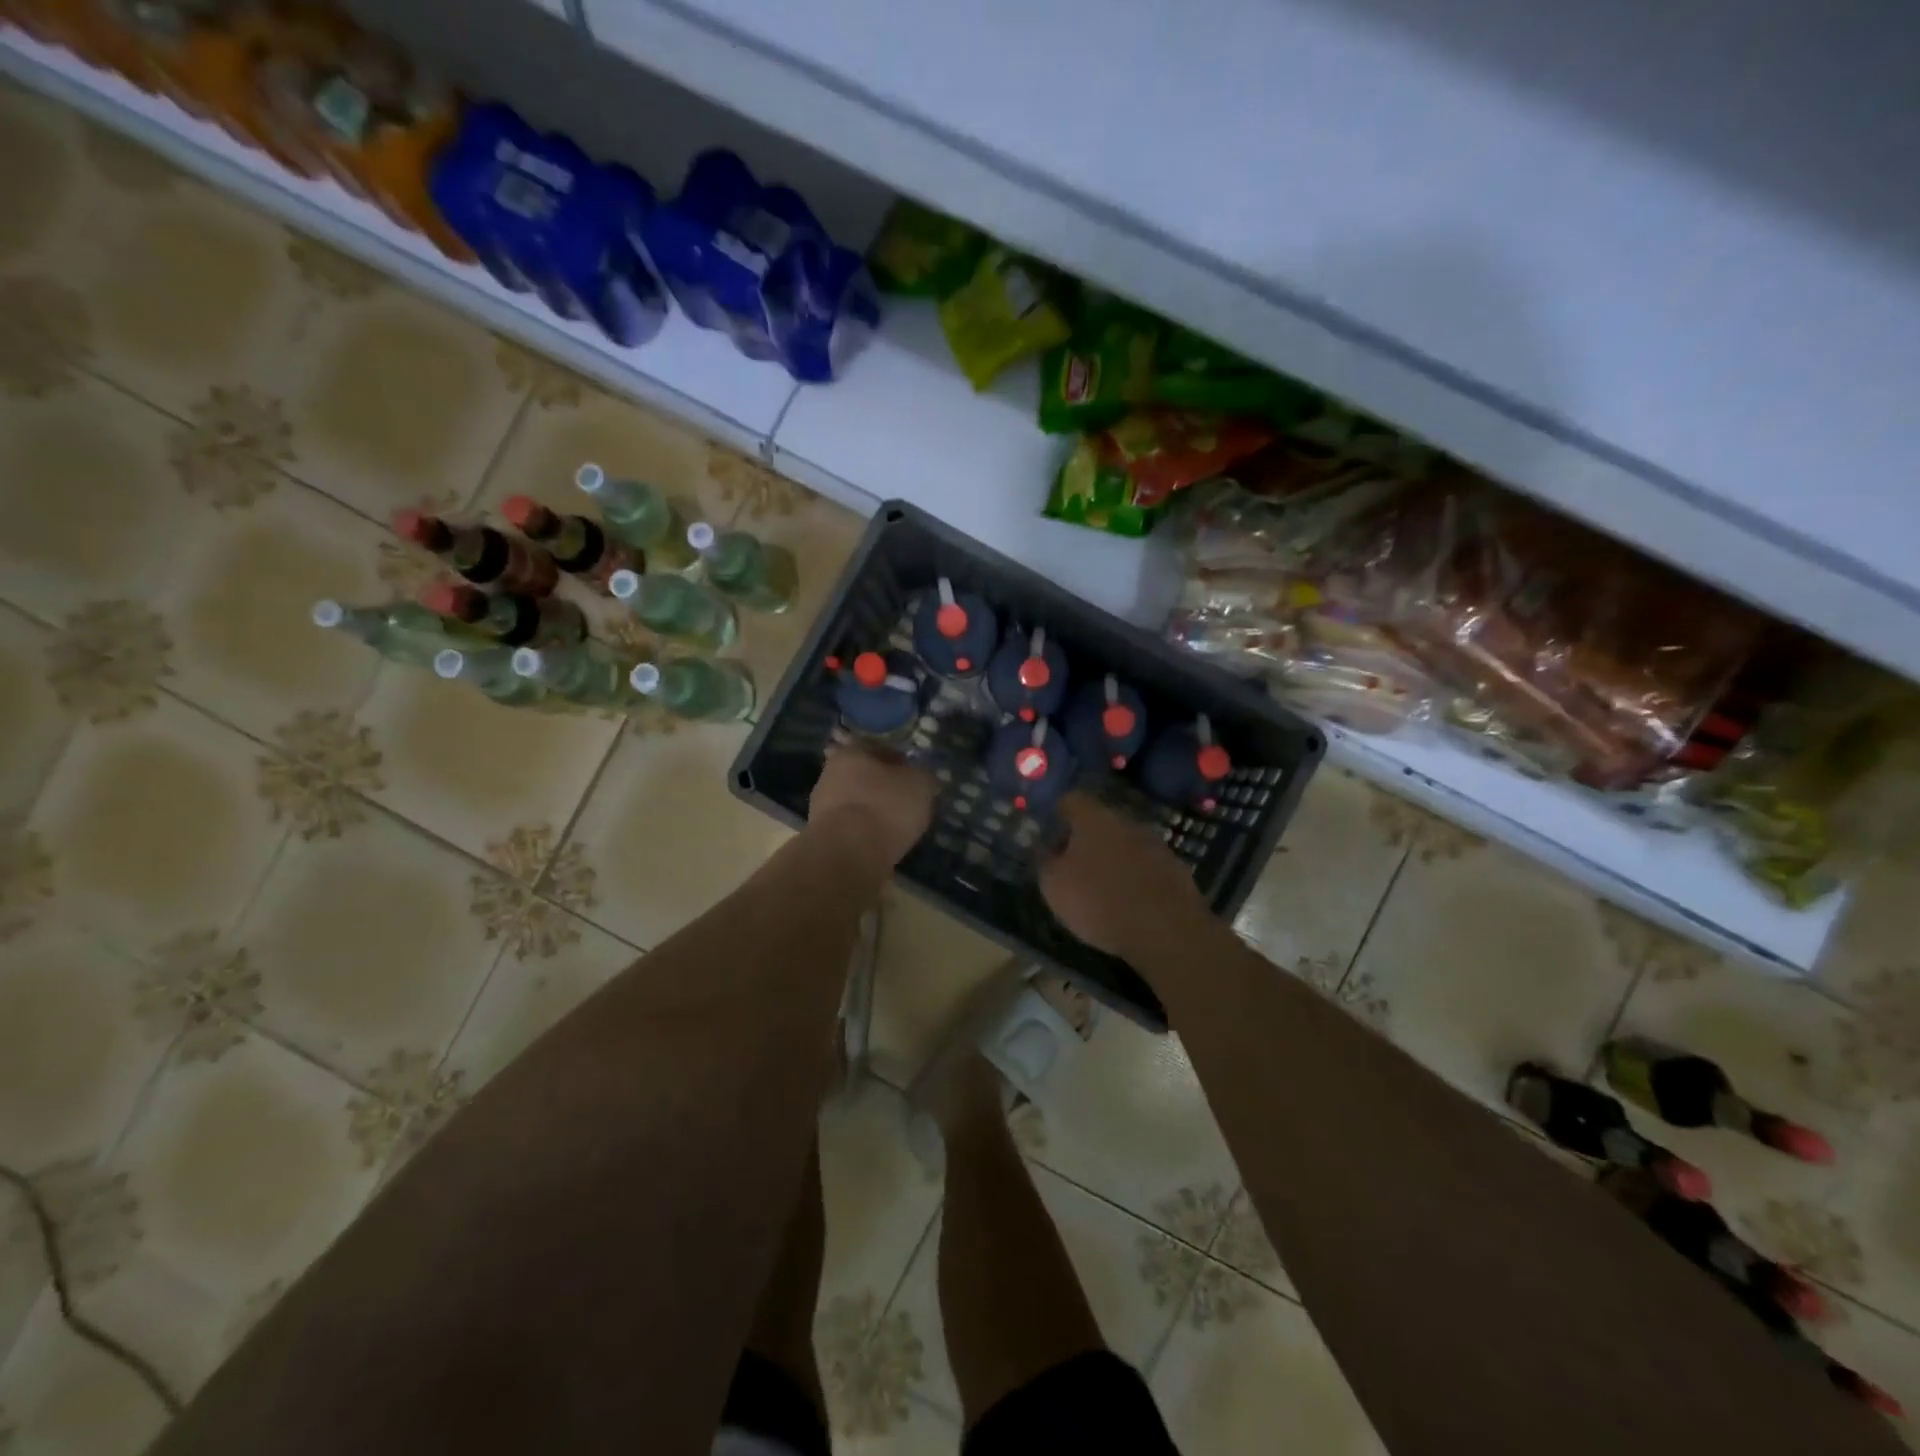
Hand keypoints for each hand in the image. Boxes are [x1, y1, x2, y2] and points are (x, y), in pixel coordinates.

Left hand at [808, 745, 936, 868]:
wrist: (847, 855)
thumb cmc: (885, 808)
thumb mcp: (919, 785)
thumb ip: (922, 776)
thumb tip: (921, 777)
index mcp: (851, 752)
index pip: (876, 747)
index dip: (898, 760)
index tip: (913, 774)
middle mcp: (830, 773)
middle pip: (861, 775)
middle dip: (881, 786)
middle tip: (904, 799)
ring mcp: (821, 806)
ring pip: (854, 801)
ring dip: (871, 810)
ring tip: (895, 825)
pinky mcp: (821, 835)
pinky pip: (849, 826)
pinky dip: (863, 831)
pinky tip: (879, 841)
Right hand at [1039, 793, 1209, 958]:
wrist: (1166, 930)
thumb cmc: (1099, 901)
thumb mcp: (1054, 886)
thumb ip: (1046, 862)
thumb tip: (1048, 850)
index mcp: (1094, 818)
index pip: (1071, 800)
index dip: (1057, 815)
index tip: (1048, 836)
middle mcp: (1126, 821)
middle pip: (1100, 821)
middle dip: (1085, 840)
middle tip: (1072, 866)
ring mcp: (1155, 843)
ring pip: (1125, 843)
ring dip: (1112, 858)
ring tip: (1101, 887)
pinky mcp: (1175, 868)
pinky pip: (1146, 865)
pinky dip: (1134, 877)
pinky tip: (1129, 901)